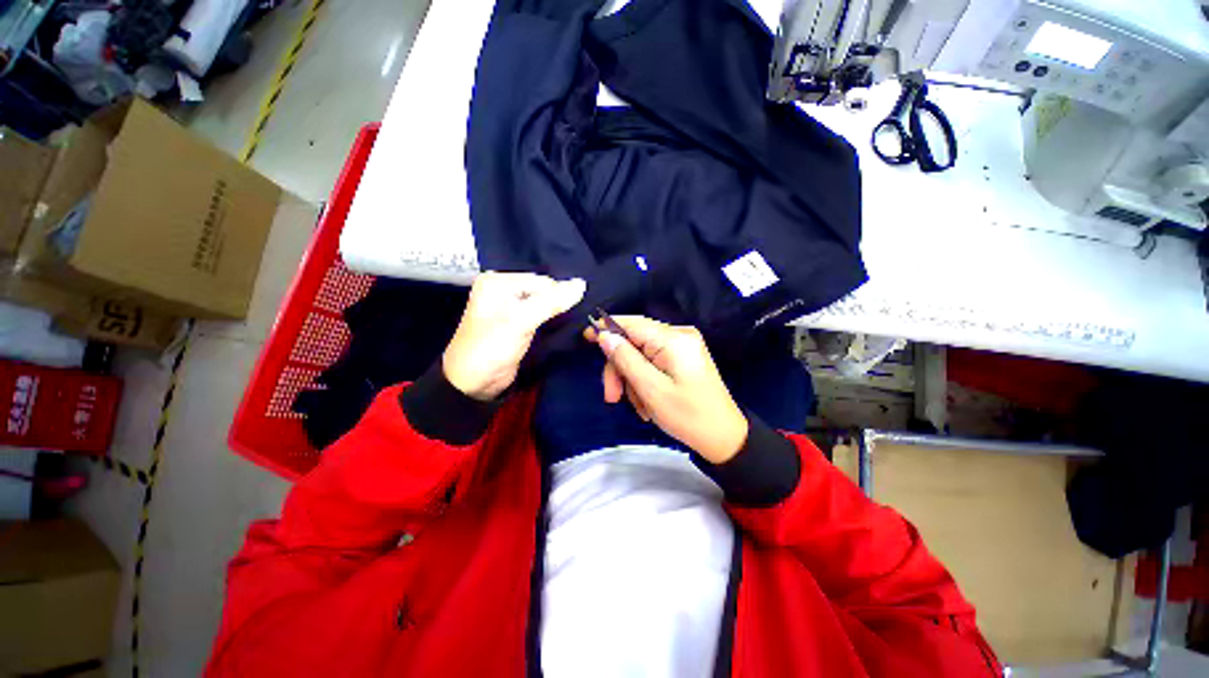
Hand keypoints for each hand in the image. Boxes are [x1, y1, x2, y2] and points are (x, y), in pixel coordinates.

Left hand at [444, 272, 585, 399]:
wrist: (473, 384)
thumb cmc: (492, 347)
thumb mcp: (521, 321)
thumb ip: (551, 302)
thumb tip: (582, 284)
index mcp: (497, 282)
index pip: (541, 281)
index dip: (558, 296)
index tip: (572, 313)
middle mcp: (503, 290)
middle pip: (543, 291)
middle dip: (558, 304)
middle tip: (573, 319)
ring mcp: (510, 308)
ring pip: (543, 304)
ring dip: (557, 313)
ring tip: (570, 324)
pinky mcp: (517, 324)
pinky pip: (540, 315)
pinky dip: (551, 321)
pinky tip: (561, 328)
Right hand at [587, 316, 747, 464]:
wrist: (724, 437)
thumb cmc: (688, 416)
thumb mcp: (651, 389)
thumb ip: (625, 359)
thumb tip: (604, 335)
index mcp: (673, 339)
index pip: (631, 323)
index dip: (606, 328)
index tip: (586, 338)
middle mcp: (678, 335)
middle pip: (634, 342)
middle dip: (620, 369)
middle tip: (612, 397)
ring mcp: (682, 346)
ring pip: (641, 355)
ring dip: (632, 380)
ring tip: (639, 407)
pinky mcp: (683, 358)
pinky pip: (653, 363)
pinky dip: (645, 381)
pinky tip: (648, 402)